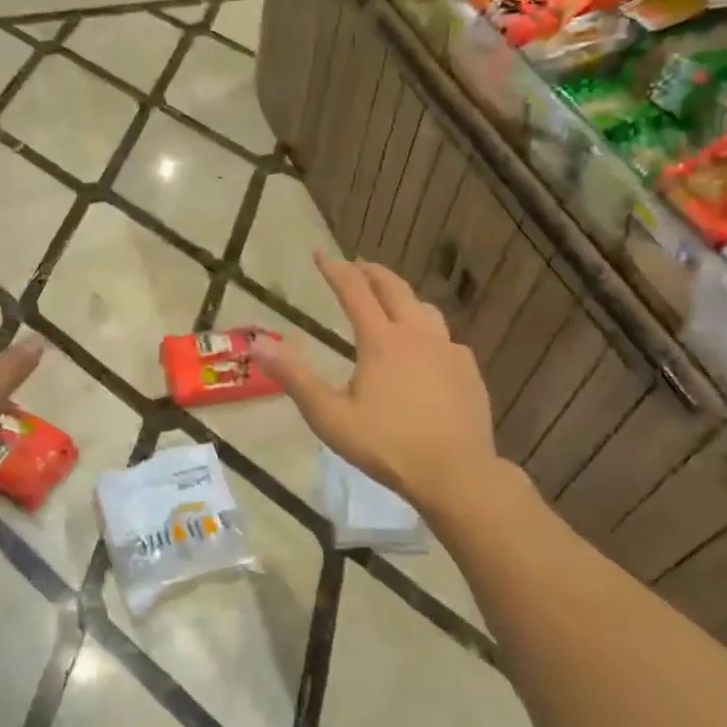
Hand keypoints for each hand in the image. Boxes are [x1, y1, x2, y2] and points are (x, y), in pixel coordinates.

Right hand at [254, 252, 497, 511]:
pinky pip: (445, 338)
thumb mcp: (329, 415)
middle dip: (371, 272)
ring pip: (425, 309)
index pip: (354, 291)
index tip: (320, 253)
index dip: (334, 269)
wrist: (456, 473)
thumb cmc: (386, 445)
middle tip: (356, 265)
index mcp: (381, 340)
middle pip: (394, 288)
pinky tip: (426, 349)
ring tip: (392, 301)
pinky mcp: (468, 371)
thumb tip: (258, 343)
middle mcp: (417, 334)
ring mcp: (448, 350)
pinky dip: (427, 331)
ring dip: (403, 297)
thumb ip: (294, 376)